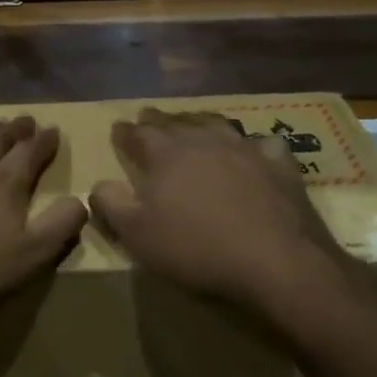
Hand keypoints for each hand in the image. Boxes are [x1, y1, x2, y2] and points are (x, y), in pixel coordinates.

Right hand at [89, 108, 352, 312]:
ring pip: (216, 125)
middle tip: (149, 116)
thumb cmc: (197, 248)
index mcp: (166, 155)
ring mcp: (244, 149)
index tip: (118, 128)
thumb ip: (111, 205)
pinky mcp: (279, 165)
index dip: (125, 132)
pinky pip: (264, 144)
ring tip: (194, 122)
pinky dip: (253, 144)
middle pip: (176, 122)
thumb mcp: (138, 235)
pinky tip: (255, 149)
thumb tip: (98, 184)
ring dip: (200, 122)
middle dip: (159, 120)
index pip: (138, 134)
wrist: (275, 260)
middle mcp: (203, 142)